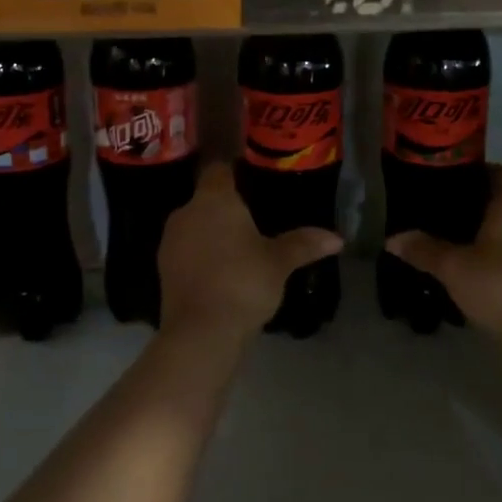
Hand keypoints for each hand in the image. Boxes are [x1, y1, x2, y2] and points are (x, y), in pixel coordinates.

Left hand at [159, 163, 342, 338]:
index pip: (219, 169)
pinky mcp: (164, 269)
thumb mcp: (279, 262)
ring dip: (212, 232)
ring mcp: (170, 241)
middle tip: (254, 218)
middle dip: (226, 207)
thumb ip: (304, 243)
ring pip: (195, 225)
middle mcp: (186, 212)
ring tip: (240, 247)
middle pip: (206, 198)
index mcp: (214, 199)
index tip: (252, 180)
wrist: (200, 332)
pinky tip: (222, 271)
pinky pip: (187, 250)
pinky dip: (202, 255)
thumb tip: (337, 238)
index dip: (234, 171)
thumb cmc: (243, 282)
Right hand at [385, 166, 501, 346]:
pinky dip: (501, 252)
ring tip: (455, 241)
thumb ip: (423, 249)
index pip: (499, 172)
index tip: (449, 182)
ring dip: (490, 231)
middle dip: (477, 205)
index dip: (475, 172)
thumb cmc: (499, 286)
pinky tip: (477, 268)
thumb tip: (392, 239)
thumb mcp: (452, 267)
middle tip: (443, 213)